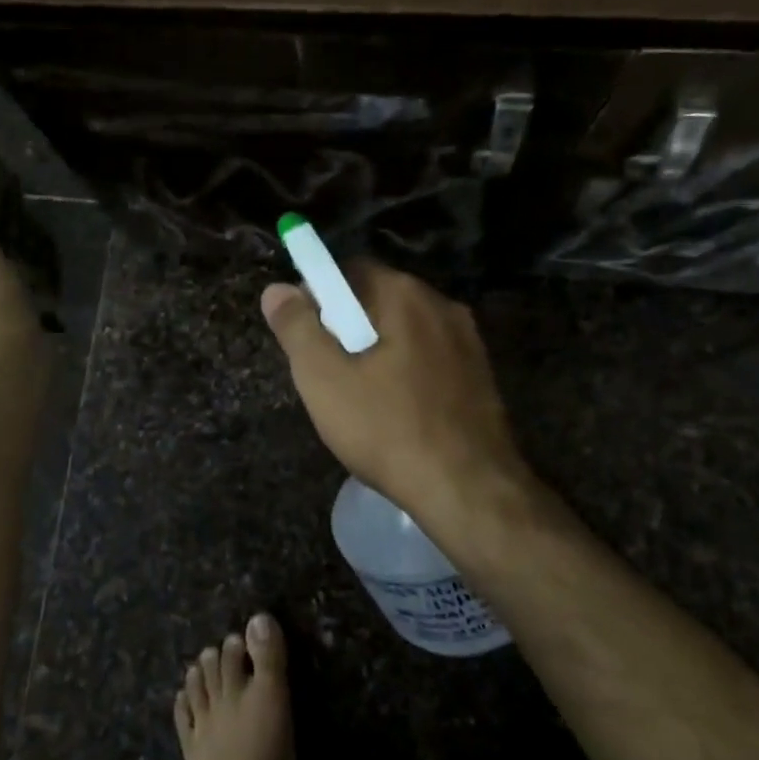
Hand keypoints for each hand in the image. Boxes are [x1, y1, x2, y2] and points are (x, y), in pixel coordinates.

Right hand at [260, 261, 534, 542]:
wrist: (469, 490)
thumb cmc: (387, 429)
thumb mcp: (324, 379)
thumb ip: (296, 328)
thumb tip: (276, 289)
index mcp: (404, 295)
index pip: (349, 270)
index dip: (318, 296)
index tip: (305, 335)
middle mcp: (442, 305)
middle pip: (379, 298)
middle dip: (347, 325)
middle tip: (327, 372)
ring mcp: (468, 340)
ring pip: (406, 330)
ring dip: (377, 350)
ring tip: (360, 397)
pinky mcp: (482, 374)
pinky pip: (430, 357)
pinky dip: (406, 371)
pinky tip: (397, 411)